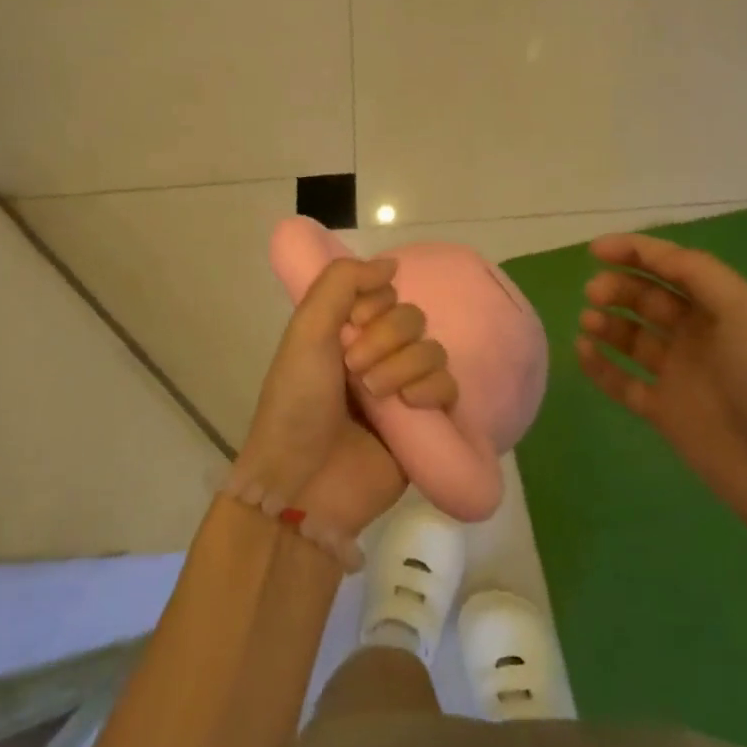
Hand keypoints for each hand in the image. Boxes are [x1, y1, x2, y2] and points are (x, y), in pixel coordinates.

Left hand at [229, 256, 457, 563]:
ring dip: (405, 366)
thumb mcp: (305, 331)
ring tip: (377, 395)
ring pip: (432, 350)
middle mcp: (375, 354)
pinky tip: (410, 407)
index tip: (351, 324)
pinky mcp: (424, 423)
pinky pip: (449, 386)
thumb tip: (390, 263)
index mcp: (345, 331)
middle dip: (387, 339)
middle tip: (356, 370)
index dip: (373, 304)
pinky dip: (432, 390)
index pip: (384, 293)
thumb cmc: (296, 403)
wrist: (304, 483)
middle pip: (412, 318)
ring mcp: (401, 388)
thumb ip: (341, 283)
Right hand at [575, 233, 746, 540]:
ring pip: (631, 337)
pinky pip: (622, 381)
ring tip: (589, 323)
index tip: (595, 249)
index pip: (672, 266)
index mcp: (724, 307)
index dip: (635, 251)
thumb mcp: (746, 312)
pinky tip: (582, 351)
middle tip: (594, 293)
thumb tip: (651, 255)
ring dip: (607, 322)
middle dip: (618, 287)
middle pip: (648, 298)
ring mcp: (680, 375)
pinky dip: (599, 364)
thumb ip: (698, 274)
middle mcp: (700, 335)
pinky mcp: (664, 412)